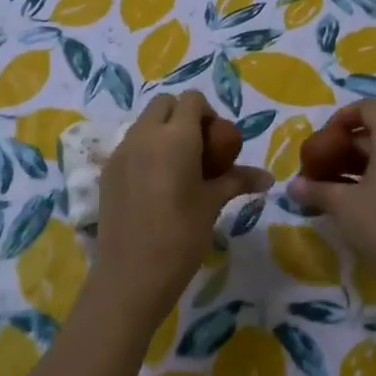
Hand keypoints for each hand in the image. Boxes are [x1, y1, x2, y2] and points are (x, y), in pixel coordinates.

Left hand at [94, 92, 271, 324]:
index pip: (192, 100)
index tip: (217, 142)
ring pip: (144, 123)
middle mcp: (144, 135)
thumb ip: (237, 180)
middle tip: (199, 150)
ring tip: (178, 169)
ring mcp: (121, 152)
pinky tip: (155, 185)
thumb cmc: (181, 236)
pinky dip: (145, 151)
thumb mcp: (213, 204)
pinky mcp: (107, 171)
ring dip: (163, 132)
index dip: (208, 113)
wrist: (132, 275)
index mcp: (175, 137)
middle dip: (183, 116)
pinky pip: (130, 145)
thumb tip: (268, 178)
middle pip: (164, 104)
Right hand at [287, 100, 375, 290]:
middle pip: (370, 134)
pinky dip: (363, 180)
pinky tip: (340, 200)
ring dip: (348, 165)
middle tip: (314, 166)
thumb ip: (314, 189)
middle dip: (339, 146)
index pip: (368, 108)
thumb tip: (292, 187)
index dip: (341, 117)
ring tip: (321, 184)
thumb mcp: (341, 204)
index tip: (321, 139)